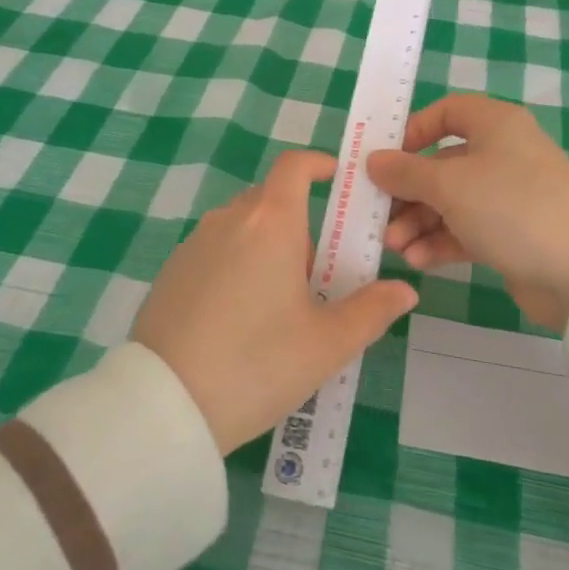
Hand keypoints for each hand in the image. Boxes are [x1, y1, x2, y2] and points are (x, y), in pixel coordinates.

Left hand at [133, 150, 417, 454]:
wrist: (164, 404)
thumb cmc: (258, 363)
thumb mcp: (327, 344)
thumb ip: (372, 311)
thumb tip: (404, 291)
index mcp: (271, 221)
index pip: (294, 165)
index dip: (317, 164)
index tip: (337, 180)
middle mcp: (230, 219)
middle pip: (271, 200)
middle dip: (299, 223)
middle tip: (320, 273)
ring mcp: (194, 244)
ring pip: (241, 228)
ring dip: (266, 247)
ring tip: (280, 304)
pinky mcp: (170, 272)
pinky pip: (214, 252)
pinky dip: (235, 266)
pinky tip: (239, 320)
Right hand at [366, 95, 568, 331]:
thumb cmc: (511, 207)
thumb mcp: (449, 185)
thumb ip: (405, 172)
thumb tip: (374, 160)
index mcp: (495, 124)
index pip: (447, 112)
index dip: (413, 131)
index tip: (386, 159)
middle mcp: (503, 153)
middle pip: (442, 163)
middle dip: (408, 192)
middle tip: (379, 216)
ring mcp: (509, 195)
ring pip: (451, 200)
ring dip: (419, 222)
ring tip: (395, 247)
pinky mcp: (512, 233)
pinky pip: (466, 229)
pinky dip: (441, 242)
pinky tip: (418, 261)